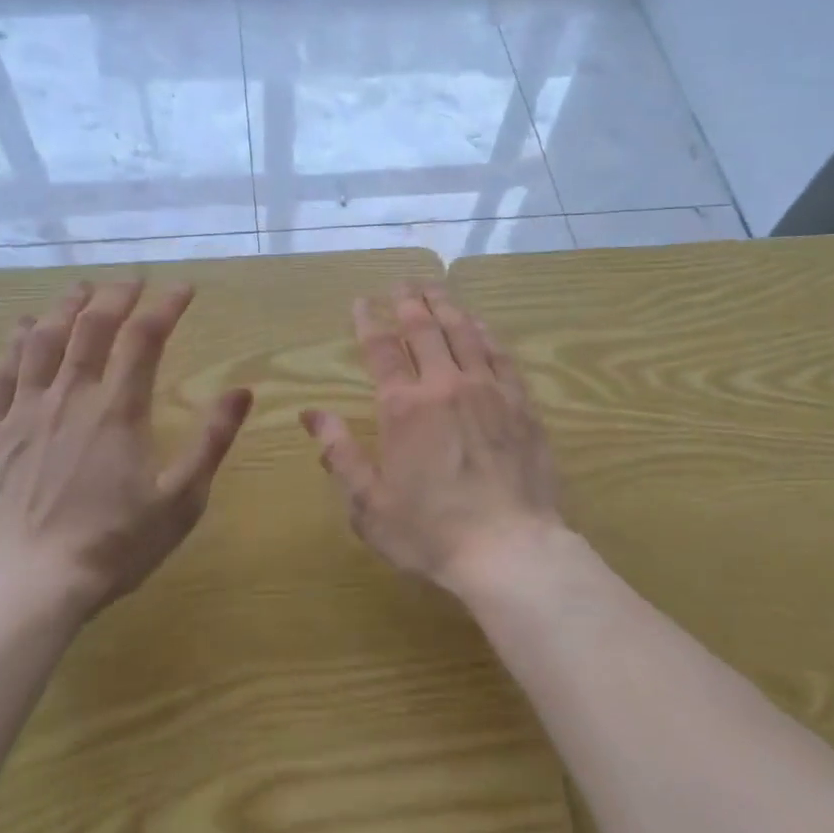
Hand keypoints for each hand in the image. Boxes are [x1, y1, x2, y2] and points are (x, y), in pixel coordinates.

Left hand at [0, 280, 253, 623]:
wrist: (22, 588)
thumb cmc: (112, 546)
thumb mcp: (181, 499)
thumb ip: (212, 440)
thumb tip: (242, 391)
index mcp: (118, 410)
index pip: (145, 337)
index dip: (165, 305)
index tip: (183, 288)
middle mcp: (70, 397)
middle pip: (91, 327)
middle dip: (116, 296)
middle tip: (132, 281)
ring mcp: (24, 413)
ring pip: (43, 340)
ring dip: (65, 307)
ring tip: (82, 289)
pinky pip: (1, 374)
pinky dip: (15, 343)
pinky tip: (23, 327)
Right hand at [301, 283, 564, 591]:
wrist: (510, 549)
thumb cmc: (431, 533)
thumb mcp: (369, 504)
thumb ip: (340, 454)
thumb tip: (312, 414)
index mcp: (403, 408)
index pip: (381, 349)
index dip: (368, 321)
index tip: (362, 302)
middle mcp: (445, 386)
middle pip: (425, 329)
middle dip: (409, 301)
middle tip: (401, 283)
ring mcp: (488, 390)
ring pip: (465, 333)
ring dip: (447, 306)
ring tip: (436, 288)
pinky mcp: (521, 404)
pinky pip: (501, 355)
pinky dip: (486, 333)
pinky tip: (480, 324)